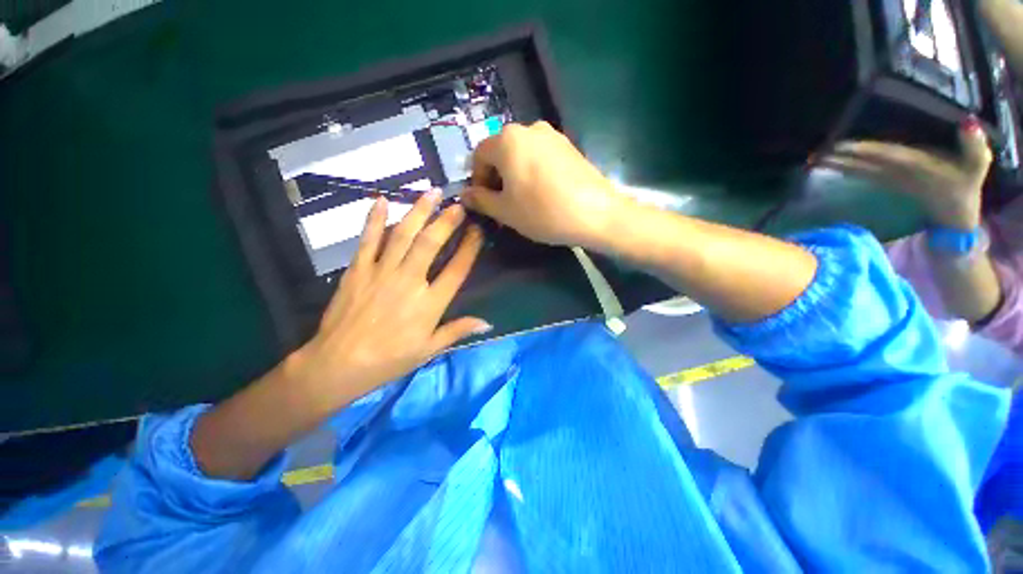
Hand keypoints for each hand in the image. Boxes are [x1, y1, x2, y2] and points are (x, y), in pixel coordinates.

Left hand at [287, 191, 489, 407]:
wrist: (339, 364)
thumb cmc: (390, 359)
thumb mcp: (429, 349)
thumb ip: (458, 331)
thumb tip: (488, 323)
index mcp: (430, 303)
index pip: (456, 269)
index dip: (470, 248)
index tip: (478, 231)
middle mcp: (409, 282)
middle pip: (430, 244)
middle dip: (446, 221)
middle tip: (458, 204)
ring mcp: (381, 272)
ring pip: (402, 235)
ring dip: (418, 212)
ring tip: (431, 193)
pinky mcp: (358, 270)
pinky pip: (368, 240)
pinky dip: (374, 219)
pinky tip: (381, 200)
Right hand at [462, 121, 628, 247]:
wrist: (596, 213)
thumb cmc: (542, 212)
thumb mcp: (505, 211)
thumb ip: (481, 200)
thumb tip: (464, 195)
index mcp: (507, 140)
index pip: (479, 155)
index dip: (476, 180)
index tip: (484, 203)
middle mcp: (529, 128)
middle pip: (501, 152)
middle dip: (496, 178)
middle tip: (503, 205)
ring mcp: (553, 135)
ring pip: (521, 154)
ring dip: (515, 176)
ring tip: (523, 201)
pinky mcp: (569, 146)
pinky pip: (541, 157)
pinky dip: (533, 172)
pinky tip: (543, 194)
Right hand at [820, 119, 991, 229]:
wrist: (958, 211)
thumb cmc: (967, 189)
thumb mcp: (977, 168)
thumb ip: (975, 148)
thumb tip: (967, 124)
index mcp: (918, 156)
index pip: (886, 151)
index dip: (864, 149)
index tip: (837, 148)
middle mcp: (902, 160)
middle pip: (869, 155)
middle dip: (843, 153)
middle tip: (815, 154)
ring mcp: (894, 171)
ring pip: (863, 164)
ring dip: (840, 162)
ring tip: (816, 161)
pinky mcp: (890, 180)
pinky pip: (866, 173)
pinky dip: (849, 170)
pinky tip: (834, 169)